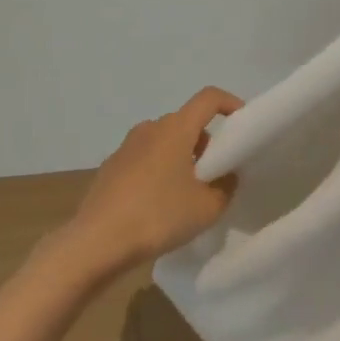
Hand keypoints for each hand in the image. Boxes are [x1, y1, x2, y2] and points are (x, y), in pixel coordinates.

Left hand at [63, 87, 242, 272]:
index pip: (208, 98)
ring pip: (164, 141)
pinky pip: (144, 159)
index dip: (230, 103)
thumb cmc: (158, 216)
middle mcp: (150, 128)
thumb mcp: (207, 207)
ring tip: (188, 193)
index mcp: (176, 128)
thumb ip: (226, 186)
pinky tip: (158, 204)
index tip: (243, 123)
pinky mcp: (110, 167)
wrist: (96, 242)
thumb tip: (226, 175)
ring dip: (181, 157)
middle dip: (206, 141)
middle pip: (186, 122)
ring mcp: (126, 147)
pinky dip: (158, 171)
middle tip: (217, 172)